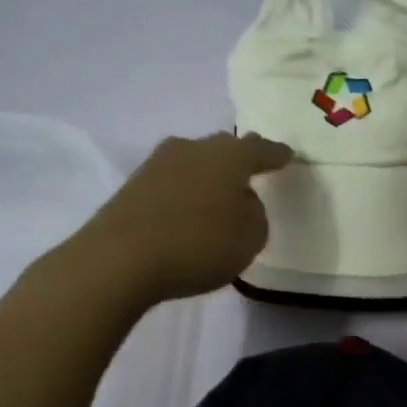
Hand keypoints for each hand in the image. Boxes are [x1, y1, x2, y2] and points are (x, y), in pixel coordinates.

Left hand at [74, 132, 292, 305]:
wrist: (118, 258)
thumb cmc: (197, 244)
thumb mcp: (249, 237)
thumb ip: (254, 213)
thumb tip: (239, 201)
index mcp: (229, 155)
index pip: (260, 149)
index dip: (276, 154)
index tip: (287, 155)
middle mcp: (194, 148)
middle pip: (224, 150)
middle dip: (239, 161)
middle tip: (251, 175)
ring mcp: (158, 163)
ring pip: (195, 164)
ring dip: (207, 178)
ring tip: (217, 200)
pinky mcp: (133, 185)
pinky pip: (172, 184)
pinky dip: (184, 195)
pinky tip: (186, 214)